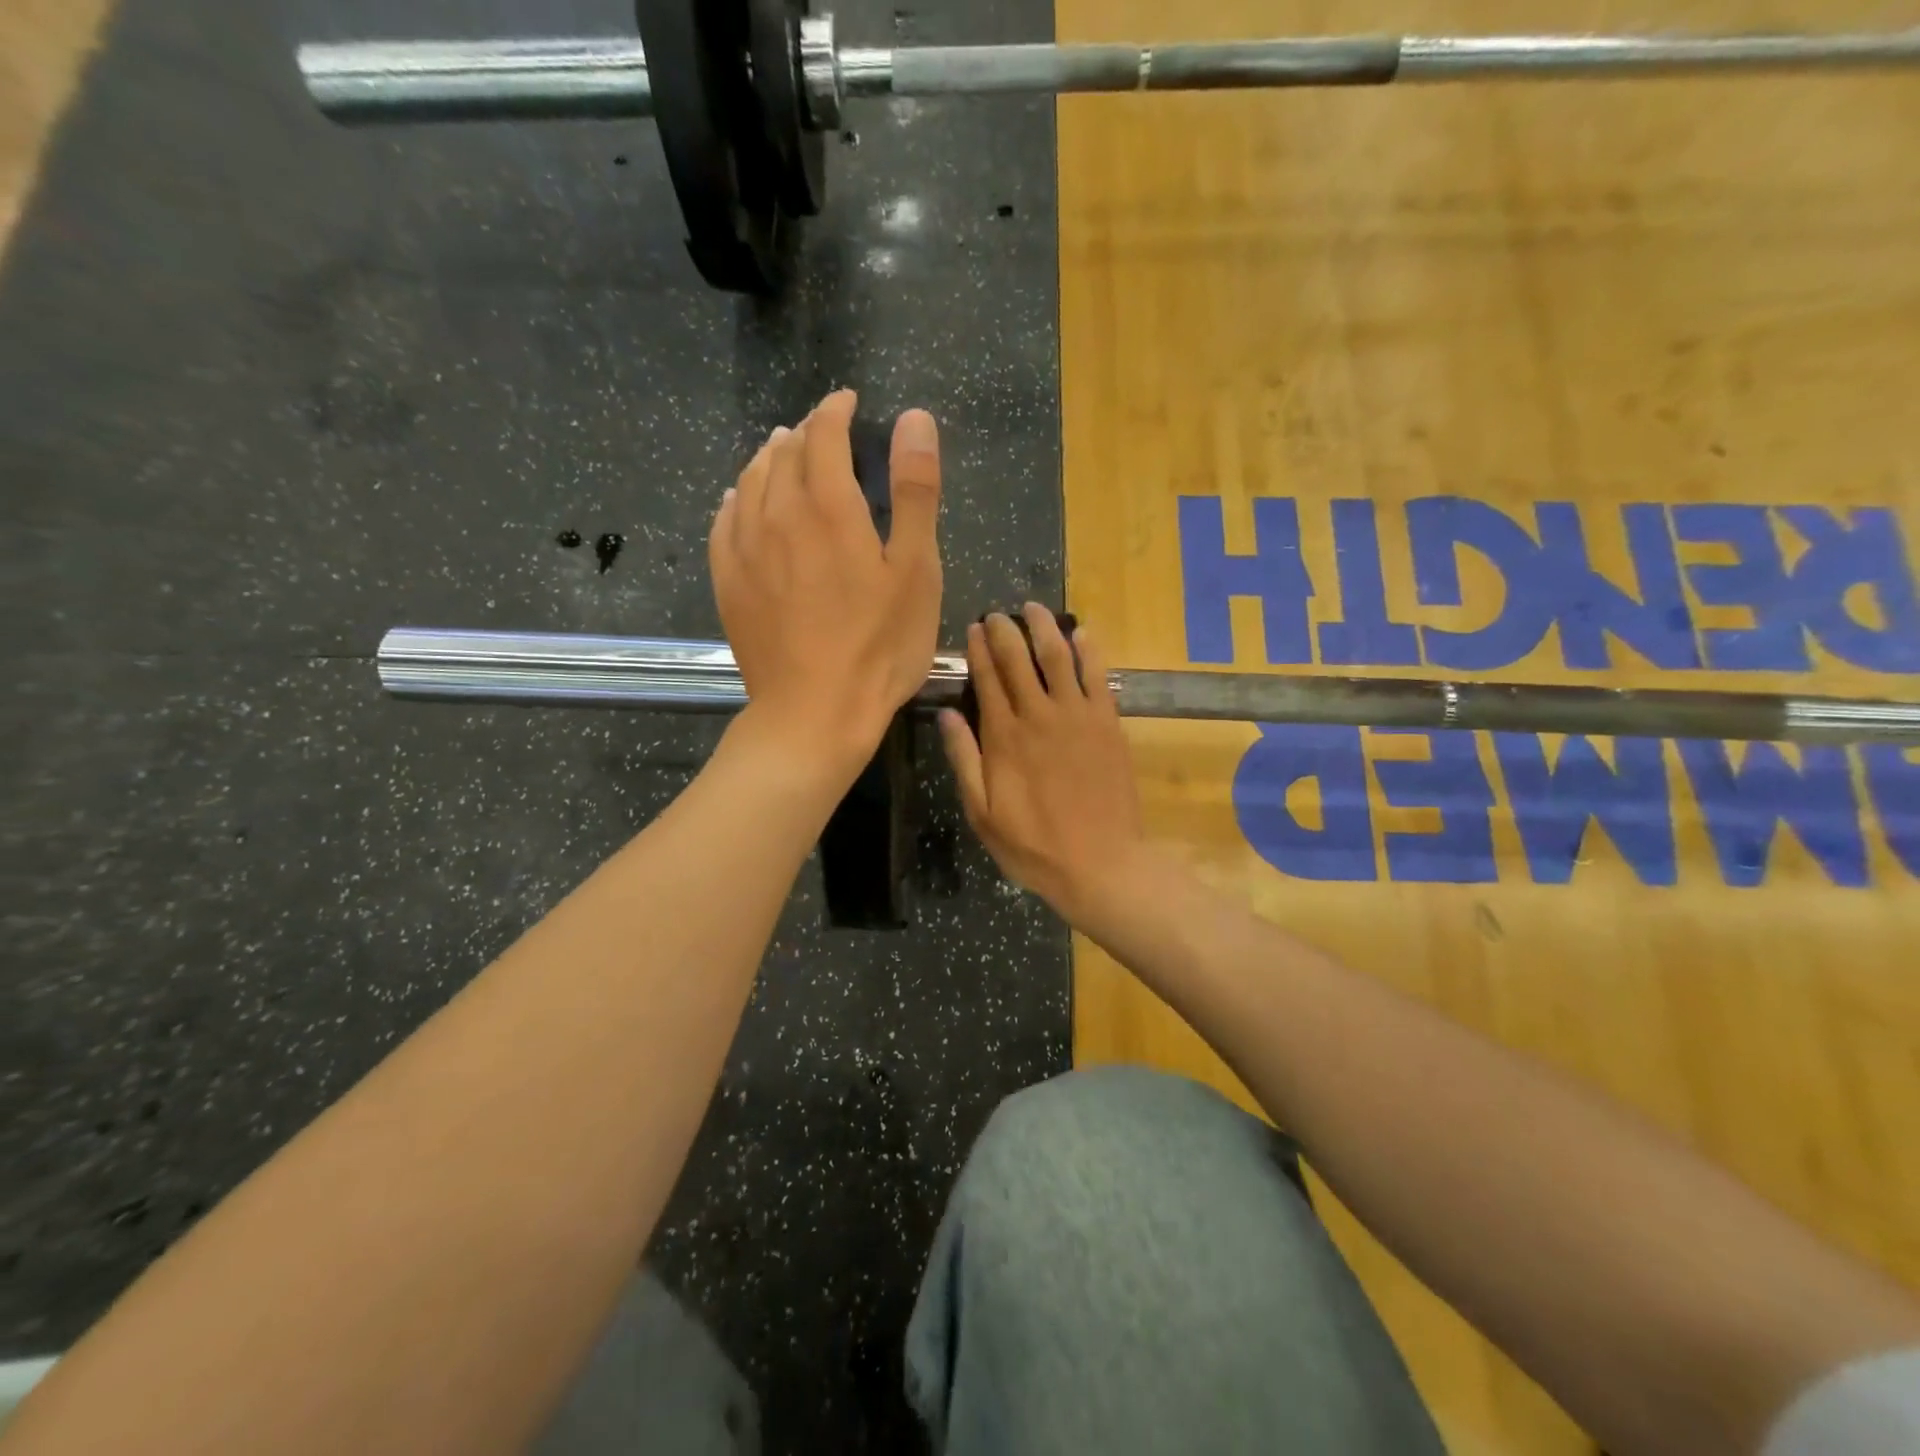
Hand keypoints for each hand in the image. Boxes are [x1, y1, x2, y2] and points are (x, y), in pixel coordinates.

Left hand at [709, 391, 942, 777]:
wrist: (815, 713)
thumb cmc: (879, 646)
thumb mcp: (916, 570)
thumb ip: (915, 491)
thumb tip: (914, 419)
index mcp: (829, 506)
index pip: (824, 434)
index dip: (836, 410)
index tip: (848, 403)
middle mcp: (778, 514)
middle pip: (783, 453)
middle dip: (804, 433)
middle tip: (822, 432)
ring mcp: (745, 549)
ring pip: (749, 482)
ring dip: (768, 459)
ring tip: (782, 454)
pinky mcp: (728, 582)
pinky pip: (724, 521)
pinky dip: (736, 499)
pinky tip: (740, 501)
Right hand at [938, 604, 1148, 921]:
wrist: (1101, 863)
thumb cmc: (1034, 846)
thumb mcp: (982, 813)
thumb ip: (964, 760)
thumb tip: (946, 714)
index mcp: (1004, 737)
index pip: (987, 679)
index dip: (978, 650)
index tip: (973, 628)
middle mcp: (1039, 715)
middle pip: (1019, 660)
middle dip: (1005, 631)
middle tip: (997, 614)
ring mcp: (1078, 716)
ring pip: (1058, 657)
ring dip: (1044, 628)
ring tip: (1034, 608)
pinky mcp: (1108, 723)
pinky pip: (1098, 675)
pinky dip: (1089, 649)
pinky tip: (1081, 632)